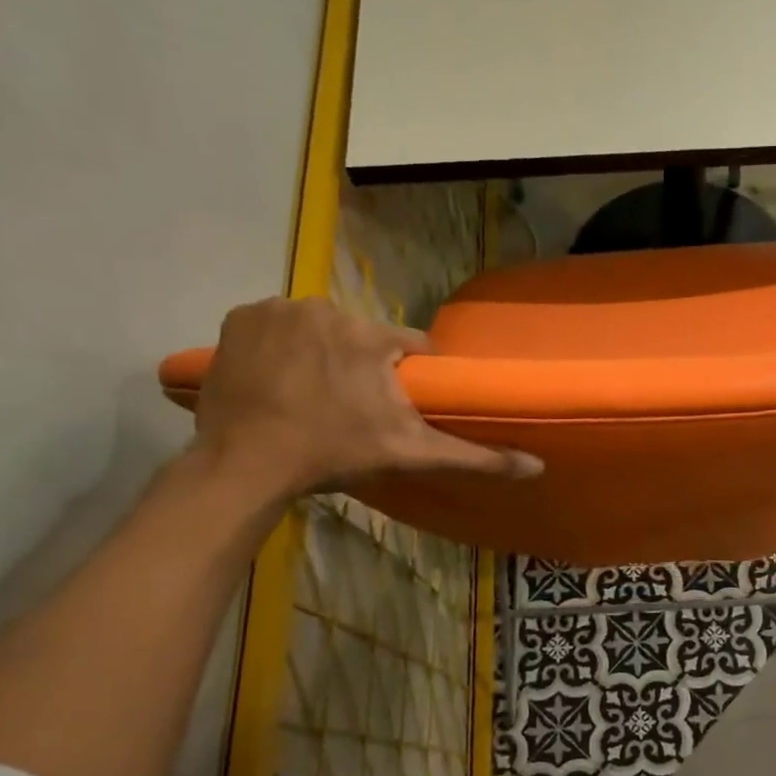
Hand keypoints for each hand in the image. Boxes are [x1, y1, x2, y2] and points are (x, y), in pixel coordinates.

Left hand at [190, 297, 542, 498]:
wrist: (245, 463)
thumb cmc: (335, 454)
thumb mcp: (411, 455)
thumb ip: (475, 457)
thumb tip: (537, 467)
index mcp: (370, 335)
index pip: (411, 348)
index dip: (411, 379)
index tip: (400, 407)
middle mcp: (325, 308)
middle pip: (363, 338)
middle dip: (363, 368)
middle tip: (353, 411)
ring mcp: (276, 309)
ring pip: (321, 331)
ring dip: (323, 357)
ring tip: (314, 399)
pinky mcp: (238, 319)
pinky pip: (277, 327)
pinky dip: (282, 349)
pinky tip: (280, 383)